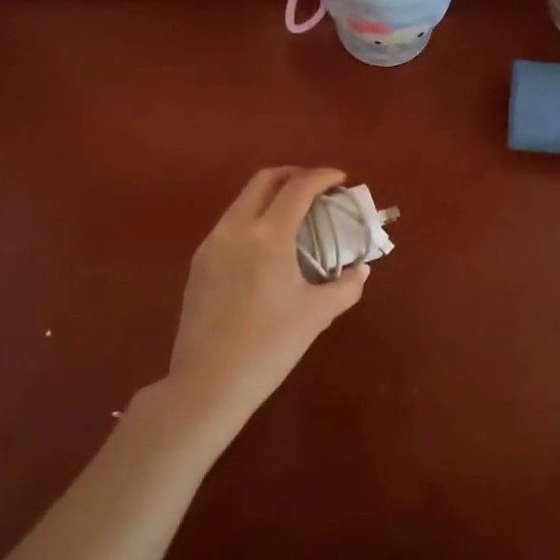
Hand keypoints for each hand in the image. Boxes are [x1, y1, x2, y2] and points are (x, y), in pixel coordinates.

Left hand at [166, 167, 370, 437]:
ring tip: (293, 216)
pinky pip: (229, 225)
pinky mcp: (198, 264)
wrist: (208, 384)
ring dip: (270, 196)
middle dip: (293, 175)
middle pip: (264, 181)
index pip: (298, 188)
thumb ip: (346, 286)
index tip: (340, 179)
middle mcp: (236, 228)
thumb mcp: (316, 315)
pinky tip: (265, 247)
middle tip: (316, 187)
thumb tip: (361, 270)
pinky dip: (252, 219)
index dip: (322, 177)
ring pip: (242, 201)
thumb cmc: (269, 346)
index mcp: (268, 236)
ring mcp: (212, 244)